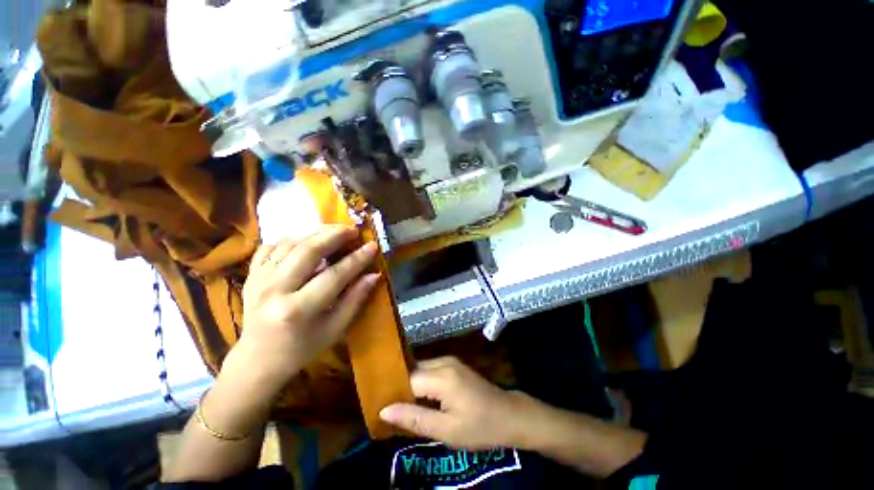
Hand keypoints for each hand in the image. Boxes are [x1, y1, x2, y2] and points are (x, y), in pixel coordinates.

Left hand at [229, 225, 380, 393]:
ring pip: (289, 244)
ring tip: (334, 231)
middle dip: (334, 235)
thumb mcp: (335, 330)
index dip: (357, 259)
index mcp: (298, 310)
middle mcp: (275, 291)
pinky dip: (290, 239)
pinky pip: (270, 247)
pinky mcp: (251, 276)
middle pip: (308, 251)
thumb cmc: (302, 349)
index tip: (372, 246)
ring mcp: (258, 281)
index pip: (334, 275)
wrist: (258, 360)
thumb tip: (374, 274)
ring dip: (315, 233)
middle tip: (352, 229)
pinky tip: (305, 241)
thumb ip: (355, 299)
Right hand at [379, 357, 528, 449]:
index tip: (380, 406)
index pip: (407, 379)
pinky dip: (422, 382)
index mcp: (442, 376)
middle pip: (413, 370)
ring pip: (421, 369)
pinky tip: (420, 398)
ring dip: (411, 385)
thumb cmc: (479, 427)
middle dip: (401, 387)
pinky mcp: (454, 365)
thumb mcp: (446, 431)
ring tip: (401, 405)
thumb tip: (384, 411)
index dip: (393, 392)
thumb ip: (414, 419)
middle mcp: (444, 362)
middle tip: (389, 408)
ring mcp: (450, 361)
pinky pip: (430, 370)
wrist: (509, 415)